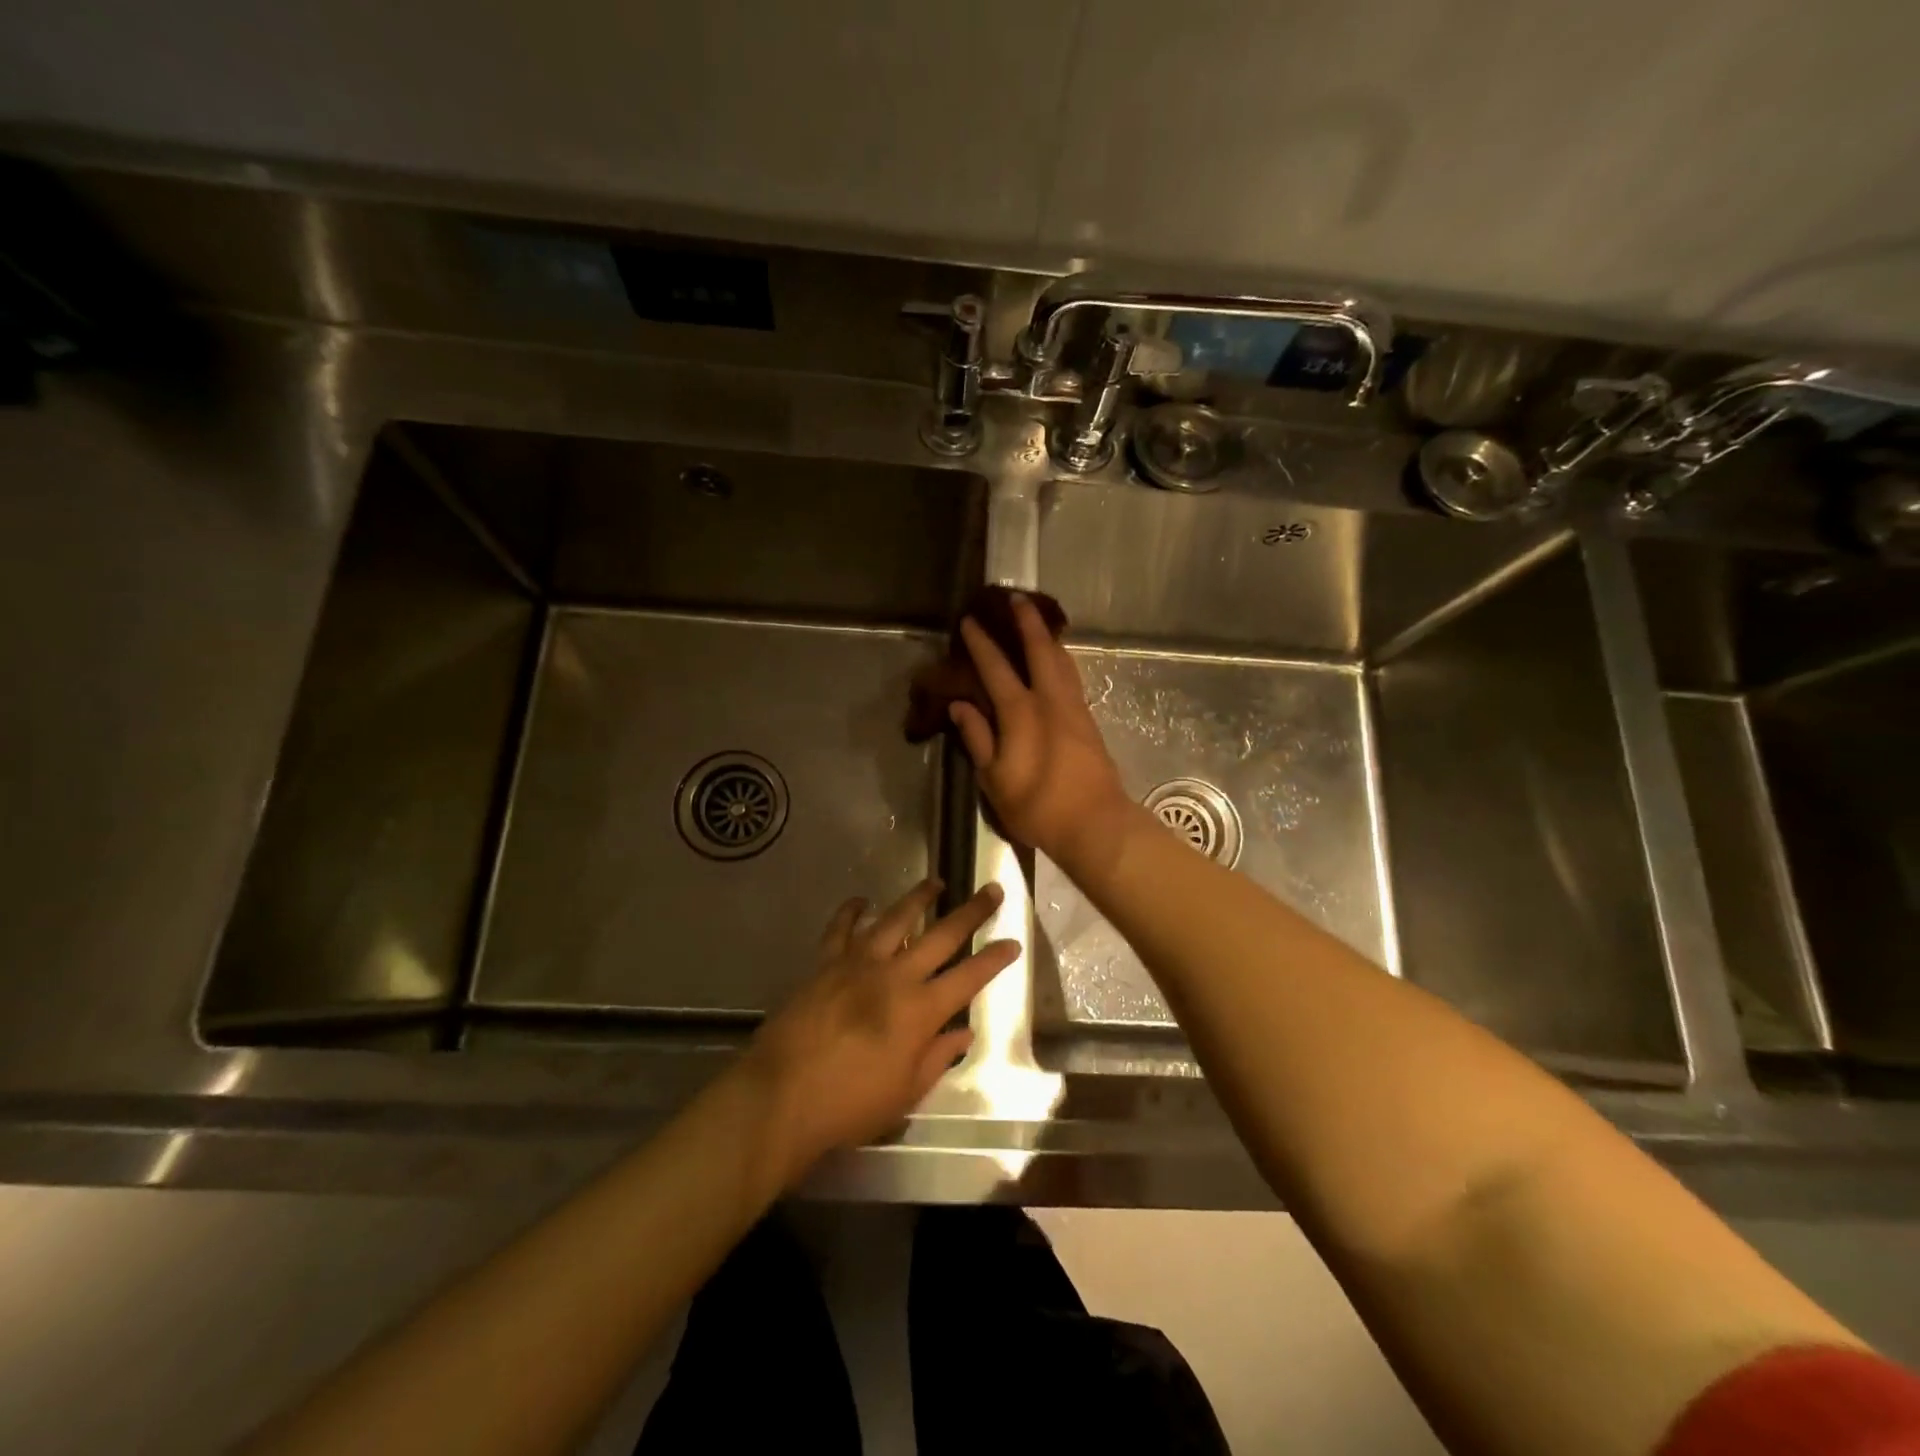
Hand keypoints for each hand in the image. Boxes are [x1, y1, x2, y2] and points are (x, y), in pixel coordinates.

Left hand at [739, 880, 1017, 1182]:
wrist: (782, 1096)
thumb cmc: (850, 1105)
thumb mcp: (905, 1094)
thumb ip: (938, 1058)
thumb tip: (964, 1033)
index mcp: (920, 1010)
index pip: (969, 977)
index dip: (995, 959)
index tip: (1013, 942)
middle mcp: (895, 976)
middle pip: (941, 935)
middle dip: (971, 912)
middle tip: (992, 890)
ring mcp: (858, 963)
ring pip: (895, 918)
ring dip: (918, 898)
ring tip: (935, 883)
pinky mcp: (825, 962)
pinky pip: (841, 928)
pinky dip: (851, 910)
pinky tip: (861, 900)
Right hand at [951, 593, 1138, 877]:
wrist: (1095, 823)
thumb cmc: (1038, 805)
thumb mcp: (994, 778)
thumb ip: (977, 738)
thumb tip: (960, 706)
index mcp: (1021, 712)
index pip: (996, 668)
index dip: (982, 643)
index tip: (970, 621)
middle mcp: (1050, 700)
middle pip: (1040, 650)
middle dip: (1026, 622)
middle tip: (1015, 598)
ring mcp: (1074, 708)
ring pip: (1062, 660)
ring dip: (1048, 637)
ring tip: (1038, 621)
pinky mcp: (1088, 721)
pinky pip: (1071, 676)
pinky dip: (1061, 659)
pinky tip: (1057, 661)